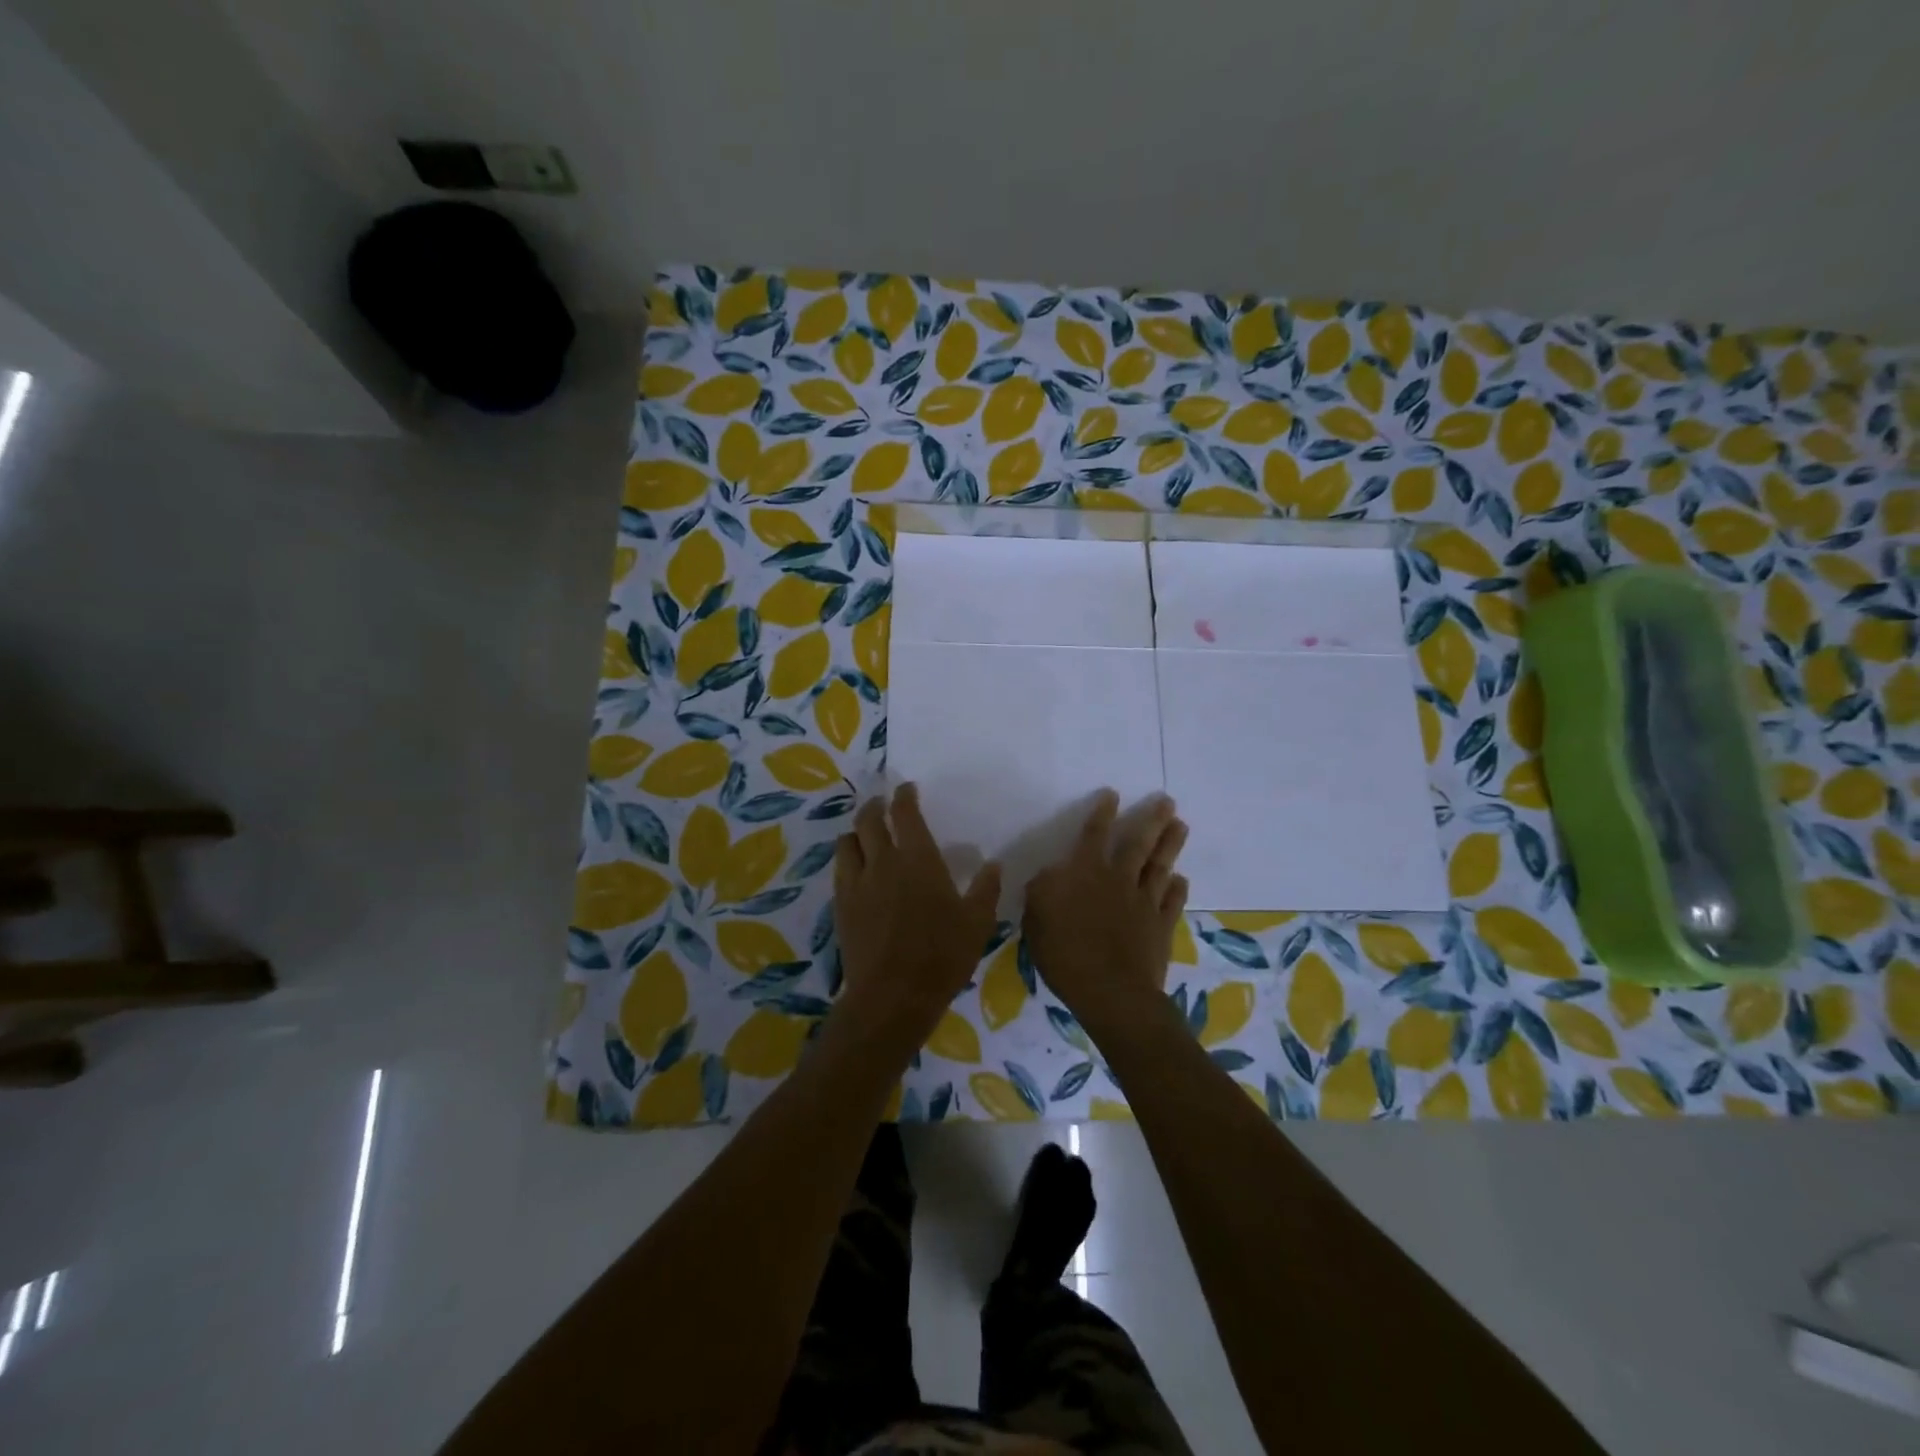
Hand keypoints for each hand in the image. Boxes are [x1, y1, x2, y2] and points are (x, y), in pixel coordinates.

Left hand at [833, 782, 1000, 1045]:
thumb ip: (986, 889)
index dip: (904, 796)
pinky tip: (857, 870)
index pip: (905, 813)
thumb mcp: (977, 923)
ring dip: (857, 832)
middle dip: (875, 806)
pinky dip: (848, 859)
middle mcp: (882, 861)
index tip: (907, 789)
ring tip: (865, 835)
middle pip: (868, 820)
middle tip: (883, 805)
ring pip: (848, 842)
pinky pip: (840, 870)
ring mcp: (857, 883)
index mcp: (918, 858)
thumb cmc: (942, 956)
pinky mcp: (841, 906)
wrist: (893, 995)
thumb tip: (993, 864)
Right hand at [1023, 790, 1187, 1034]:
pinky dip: (1178, 889)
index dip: (1102, 813)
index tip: (1113, 794)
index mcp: (1085, 873)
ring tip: (1181, 826)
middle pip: (1138, 844)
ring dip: (1170, 845)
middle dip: (1152, 820)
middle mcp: (1118, 880)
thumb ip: (1042, 889)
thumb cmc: (1065, 952)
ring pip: (1160, 866)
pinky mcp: (1160, 927)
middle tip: (1168, 801)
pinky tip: (1181, 879)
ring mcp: (1144, 903)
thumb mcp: (1036, 916)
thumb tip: (1053, 873)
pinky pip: (1172, 902)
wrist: (1111, 991)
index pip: (1094, 834)